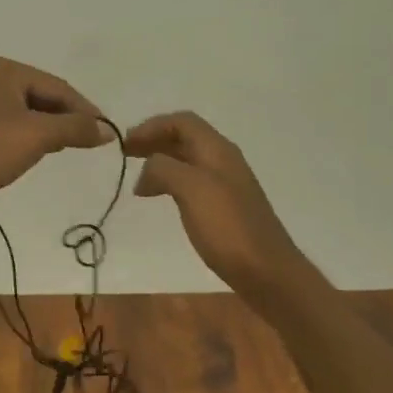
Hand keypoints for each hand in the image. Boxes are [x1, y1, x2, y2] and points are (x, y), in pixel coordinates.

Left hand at [0, 56, 109, 211]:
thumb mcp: (37, 136)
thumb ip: (75, 128)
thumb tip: (107, 130)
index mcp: (5, 69)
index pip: (58, 86)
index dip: (85, 110)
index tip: (107, 134)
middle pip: (42, 96)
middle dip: (66, 118)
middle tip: (88, 142)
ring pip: (27, 111)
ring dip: (48, 129)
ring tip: (65, 148)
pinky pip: (11, 124)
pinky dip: (28, 136)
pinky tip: (35, 152)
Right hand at [125, 111, 309, 296]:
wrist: (266, 271)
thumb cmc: (228, 227)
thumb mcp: (191, 189)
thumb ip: (164, 169)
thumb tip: (147, 170)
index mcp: (217, 150)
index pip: (182, 122)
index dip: (151, 126)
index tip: (125, 144)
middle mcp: (223, 160)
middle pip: (184, 138)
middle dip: (154, 141)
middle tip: (125, 155)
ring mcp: (225, 184)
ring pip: (187, 160)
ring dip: (160, 162)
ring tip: (137, 178)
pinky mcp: (224, 207)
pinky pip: (192, 182)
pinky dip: (170, 182)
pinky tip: (159, 198)